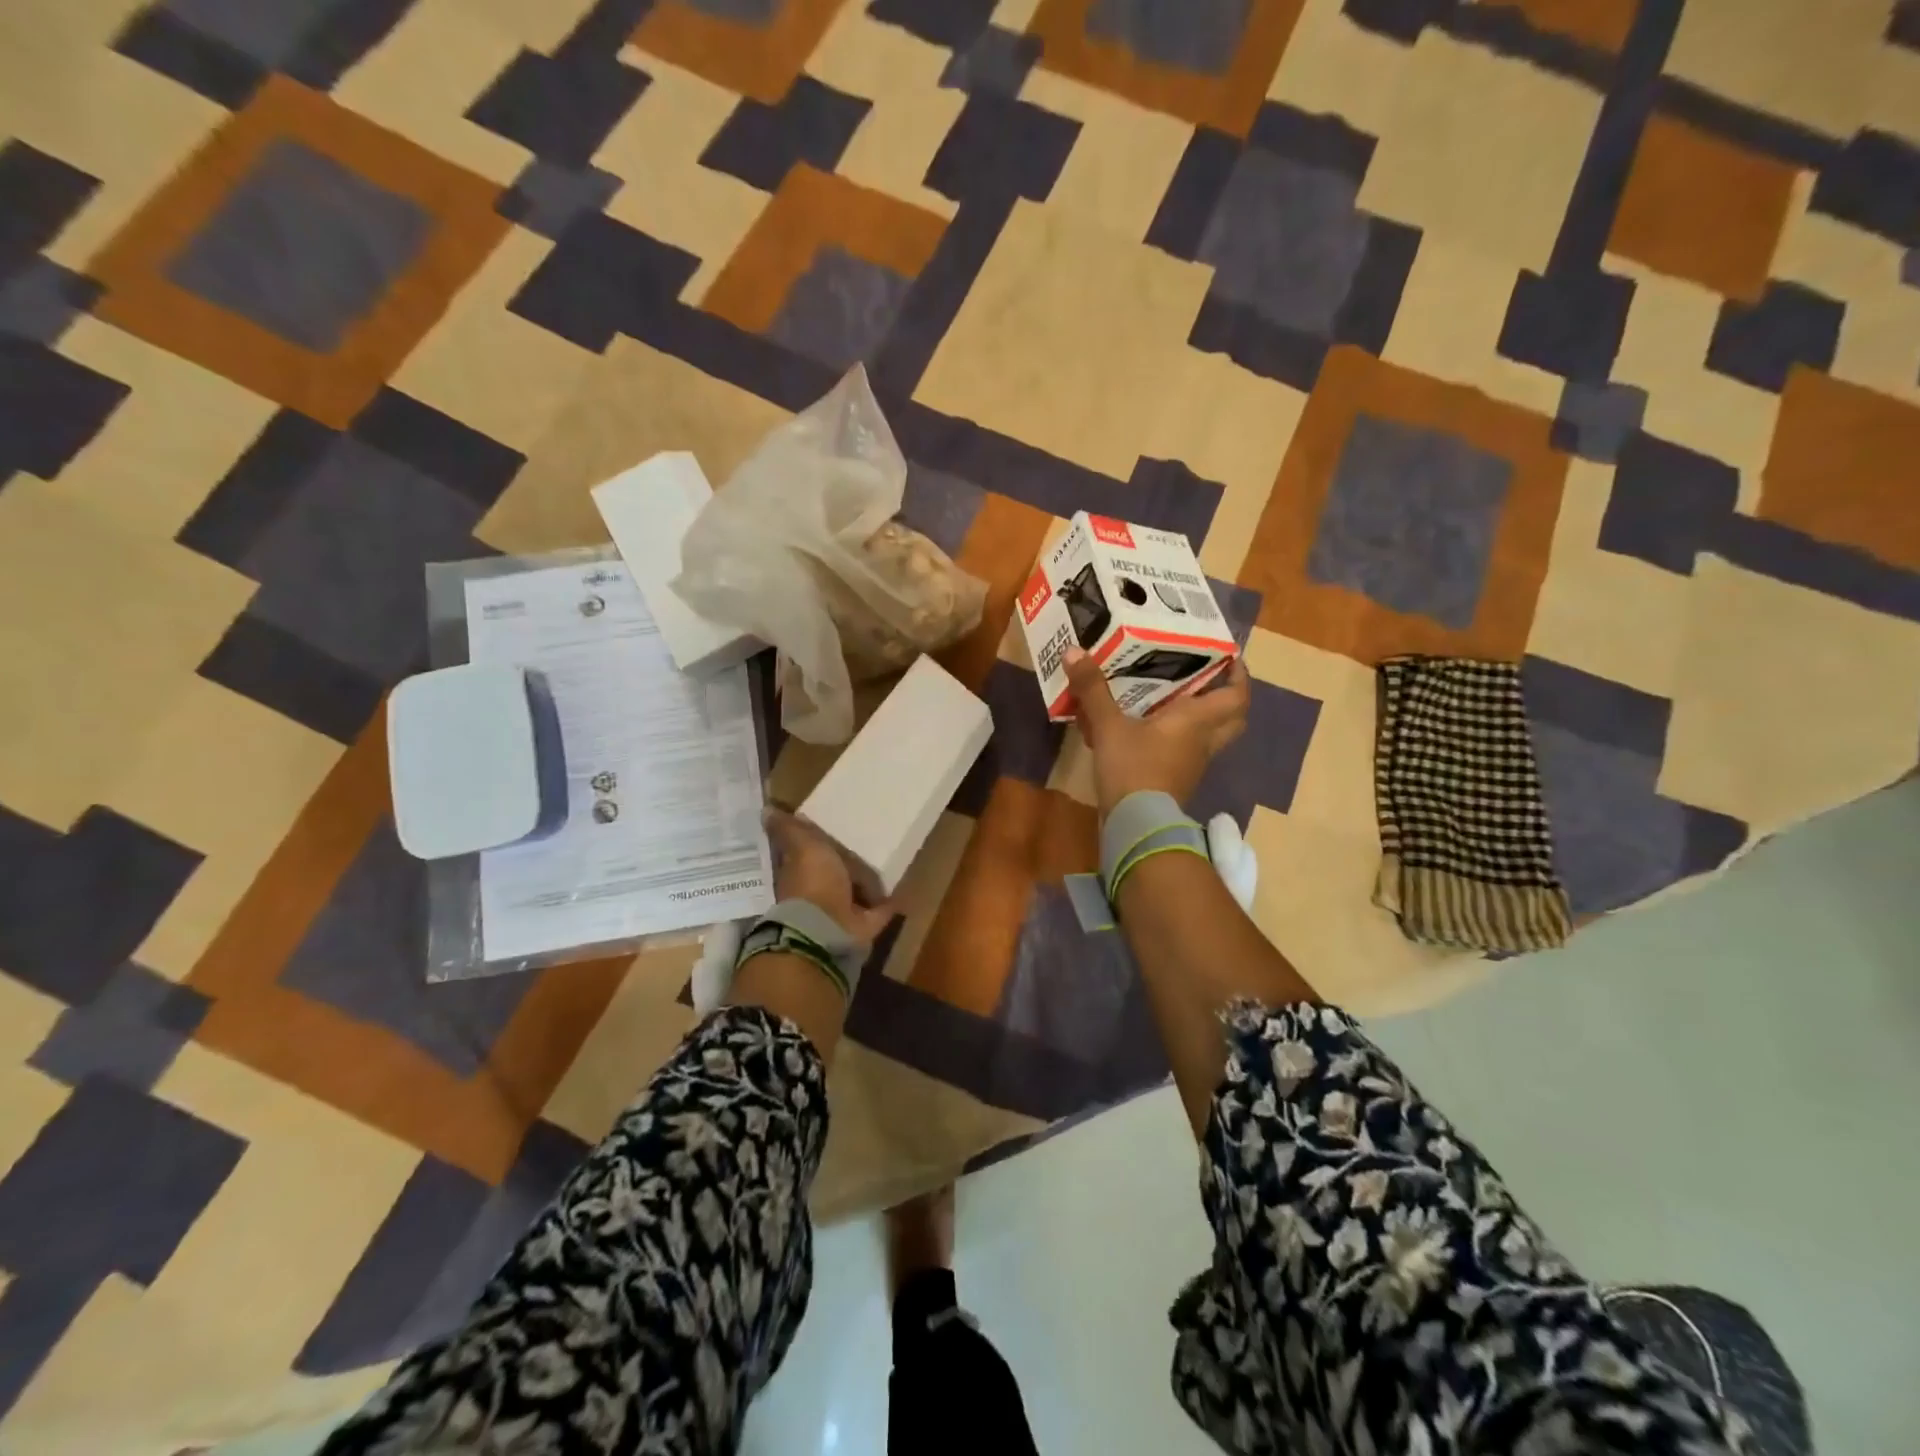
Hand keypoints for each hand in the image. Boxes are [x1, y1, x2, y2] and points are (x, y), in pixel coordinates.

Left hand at [765, 808, 894, 947]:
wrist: (826, 928)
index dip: (814, 842)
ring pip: (855, 891)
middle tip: (864, 842)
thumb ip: (790, 830)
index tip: (828, 828)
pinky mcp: (863, 924)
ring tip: (885, 862)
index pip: (806, 853)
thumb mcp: (802, 847)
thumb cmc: (814, 882)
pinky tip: (900, 888)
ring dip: (867, 882)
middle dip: (844, 863)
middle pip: (833, 873)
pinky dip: (888, 902)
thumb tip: (766, 809)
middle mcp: (819, 892)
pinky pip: (878, 909)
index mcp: (801, 872)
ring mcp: (841, 910)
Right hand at [1065, 648, 1250, 817]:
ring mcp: (1192, 765)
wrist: (1136, 825)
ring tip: (1173, 698)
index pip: (1237, 695)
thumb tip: (1074, 651)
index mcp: (1197, 720)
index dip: (1239, 675)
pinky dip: (1176, 740)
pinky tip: (1150, 731)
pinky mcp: (1176, 781)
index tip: (1230, 656)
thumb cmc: (1133, 767)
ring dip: (1200, 719)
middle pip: (1232, 718)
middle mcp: (1203, 741)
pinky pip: (1185, 753)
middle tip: (1205, 679)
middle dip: (1226, 698)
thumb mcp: (1108, 725)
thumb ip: (1092, 689)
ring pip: (1209, 737)